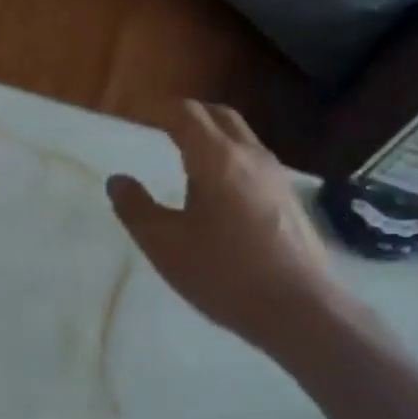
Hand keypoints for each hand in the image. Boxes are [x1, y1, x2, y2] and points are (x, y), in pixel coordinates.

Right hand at [107, 101, 344, 351]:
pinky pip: (252, 161)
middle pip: (219, 116)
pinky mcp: (289, 199)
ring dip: (211, 135)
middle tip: (160, 124)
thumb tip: (118, 180)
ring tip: (184, 156)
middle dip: (187, 113)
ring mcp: (276, 177)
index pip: (185, 115)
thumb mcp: (164, 244)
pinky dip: (227, 157)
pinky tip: (216, 190)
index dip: (158, 109)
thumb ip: (136, 208)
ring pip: (240, 137)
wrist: (299, 309)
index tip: (135, 113)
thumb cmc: (223, 273)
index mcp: (216, 159)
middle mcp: (250, 157)